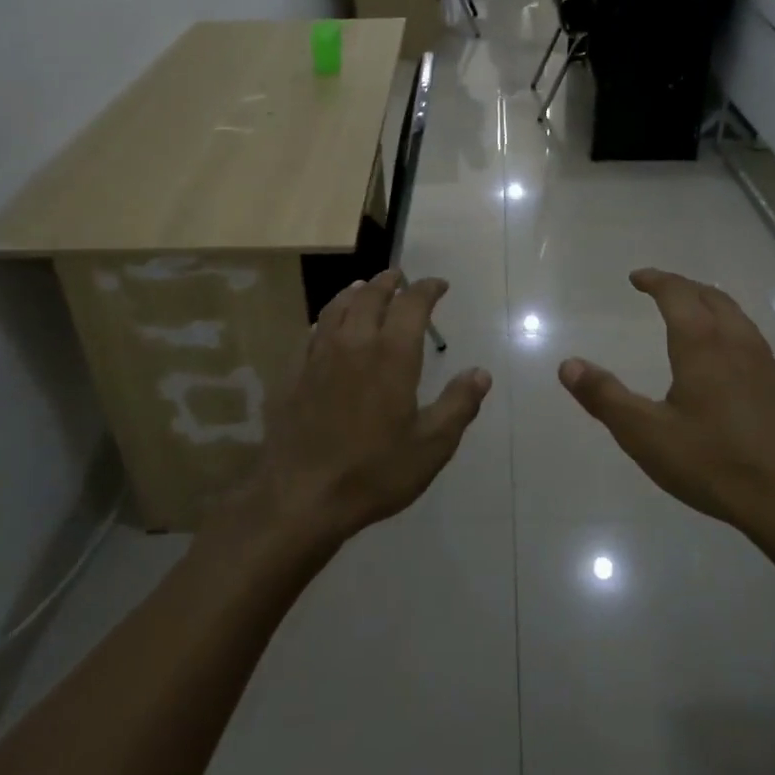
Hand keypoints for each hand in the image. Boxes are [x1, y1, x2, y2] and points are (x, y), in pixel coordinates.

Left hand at [251, 269, 491, 543]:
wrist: (300, 496)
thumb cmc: (374, 472)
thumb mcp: (431, 446)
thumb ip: (458, 405)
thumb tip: (481, 374)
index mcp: (392, 355)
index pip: (412, 304)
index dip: (427, 289)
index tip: (439, 285)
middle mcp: (354, 344)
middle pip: (371, 296)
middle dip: (390, 282)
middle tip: (400, 277)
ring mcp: (319, 356)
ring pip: (337, 308)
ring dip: (355, 293)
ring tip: (364, 288)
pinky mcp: (293, 374)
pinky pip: (312, 332)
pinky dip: (326, 319)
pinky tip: (326, 326)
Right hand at [559, 269, 774, 563]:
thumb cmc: (713, 464)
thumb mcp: (645, 434)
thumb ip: (605, 397)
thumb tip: (568, 365)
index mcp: (702, 345)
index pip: (678, 294)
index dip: (656, 280)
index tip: (637, 278)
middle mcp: (738, 345)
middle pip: (713, 298)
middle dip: (685, 288)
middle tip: (663, 290)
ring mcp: (768, 368)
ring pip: (739, 320)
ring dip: (713, 308)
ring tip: (695, 318)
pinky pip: (755, 347)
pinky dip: (734, 337)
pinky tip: (729, 367)